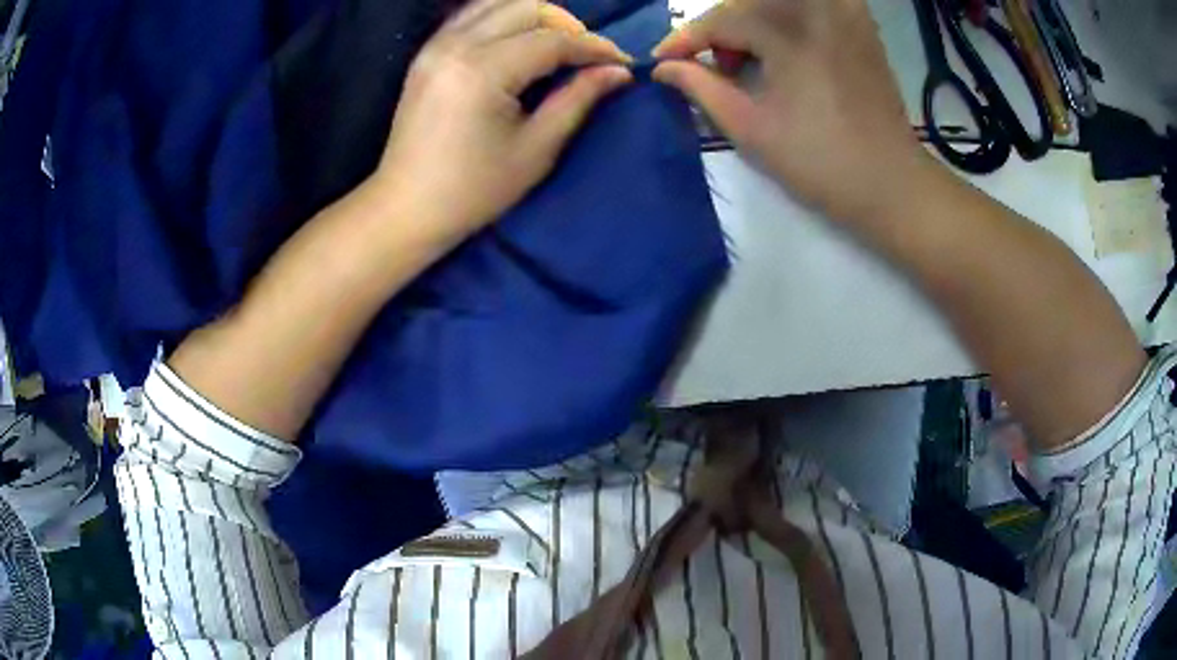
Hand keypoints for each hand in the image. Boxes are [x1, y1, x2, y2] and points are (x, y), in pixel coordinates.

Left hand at [372, 0, 633, 240]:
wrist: (406, 207)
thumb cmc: (473, 190)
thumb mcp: (535, 149)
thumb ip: (577, 99)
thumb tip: (618, 71)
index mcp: (482, 71)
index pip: (551, 41)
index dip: (593, 47)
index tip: (622, 62)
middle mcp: (456, 45)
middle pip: (526, 8)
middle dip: (567, 25)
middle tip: (587, 56)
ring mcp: (436, 45)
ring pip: (498, 3)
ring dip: (535, 16)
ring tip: (556, 45)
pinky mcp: (427, 53)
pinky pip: (471, 14)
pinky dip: (503, 17)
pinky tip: (519, 39)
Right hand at [652, 0, 931, 220]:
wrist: (892, 184)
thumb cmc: (820, 162)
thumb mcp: (749, 127)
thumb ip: (700, 87)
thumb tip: (664, 67)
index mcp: (788, 30)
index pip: (720, 19)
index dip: (686, 39)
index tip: (661, 61)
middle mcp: (817, 8)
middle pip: (747, 4)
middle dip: (721, 32)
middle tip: (716, 70)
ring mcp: (844, 13)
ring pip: (777, 3)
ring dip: (753, 24)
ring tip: (751, 62)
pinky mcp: (862, 24)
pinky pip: (812, 6)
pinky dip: (788, 20)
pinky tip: (786, 47)